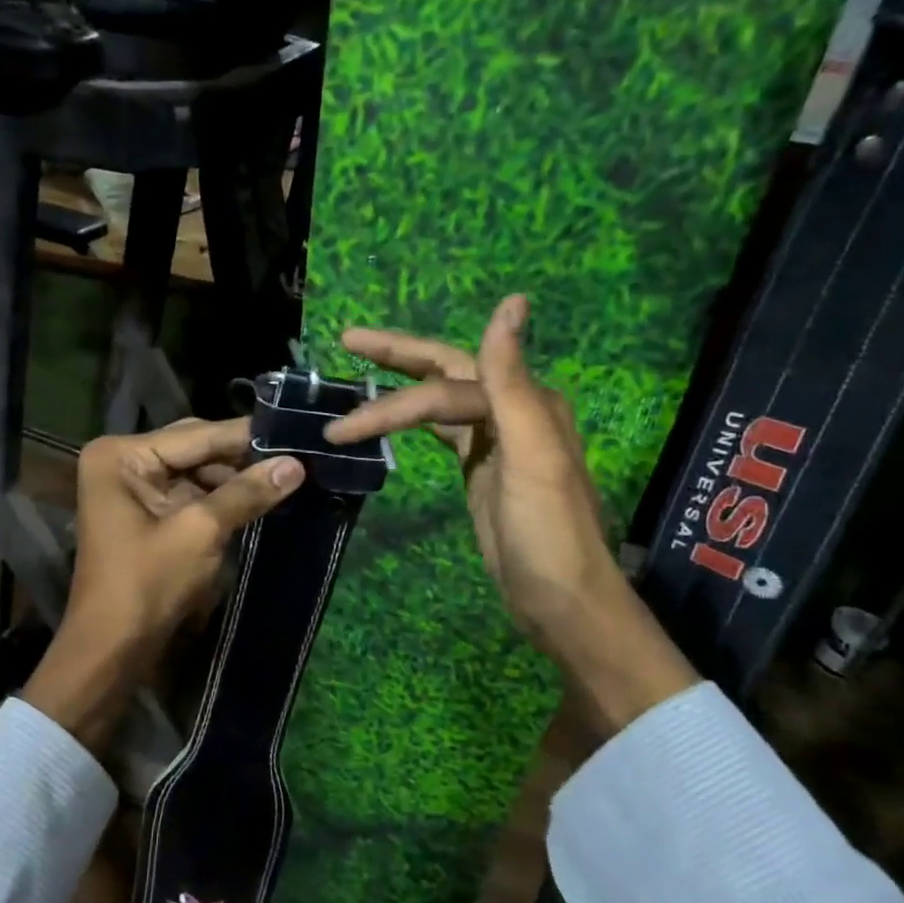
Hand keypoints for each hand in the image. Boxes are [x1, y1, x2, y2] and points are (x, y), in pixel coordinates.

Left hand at [22, 418, 305, 749]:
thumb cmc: (147, 584)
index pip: (196, 435)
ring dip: (235, 477)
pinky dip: (222, 496)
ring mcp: (133, 486)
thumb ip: (247, 492)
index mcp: (122, 455)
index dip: (246, 435)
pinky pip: (191, 492)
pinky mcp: (146, 511)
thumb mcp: (201, 532)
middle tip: (295, 452)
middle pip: (195, 447)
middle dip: (241, 456)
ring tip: (286, 475)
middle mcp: (123, 460)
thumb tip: (297, 464)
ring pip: (196, 470)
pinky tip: (259, 496)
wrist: (112, 649)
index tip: (293, 430)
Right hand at [325, 296, 697, 732]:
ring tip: (357, 383)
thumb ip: (512, 379)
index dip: (393, 400)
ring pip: (440, 401)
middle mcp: (513, 410)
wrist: (562, 601)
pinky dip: (415, 422)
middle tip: (347, 340)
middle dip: (396, 356)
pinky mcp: (482, 468)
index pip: (444, 387)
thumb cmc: (546, 533)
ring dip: (399, 392)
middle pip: (444, 371)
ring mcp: (497, 441)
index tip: (341, 424)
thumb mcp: (532, 453)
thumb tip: (512, 301)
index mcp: (525, 401)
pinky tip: (395, 420)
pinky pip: (443, 431)